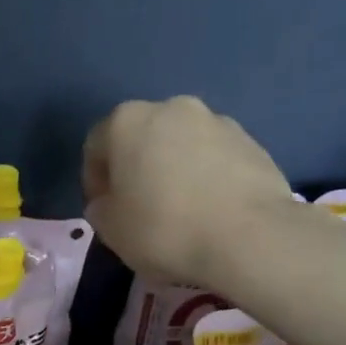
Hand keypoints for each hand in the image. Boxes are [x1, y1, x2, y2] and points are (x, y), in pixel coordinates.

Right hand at [82, 97, 292, 287]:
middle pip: (141, 137)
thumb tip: (109, 202)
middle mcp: (171, 108)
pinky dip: (206, 176)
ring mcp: (216, 120)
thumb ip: (101, 209)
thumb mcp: (111, 230)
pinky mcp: (251, 141)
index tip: (104, 210)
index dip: (94, 180)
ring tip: (180, 210)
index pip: (96, 146)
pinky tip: (210, 210)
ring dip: (173, 169)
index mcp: (127, 122)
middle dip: (136, 168)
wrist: (249, 236)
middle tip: (139, 207)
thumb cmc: (164, 229)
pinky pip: (214, 157)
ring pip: (181, 144)